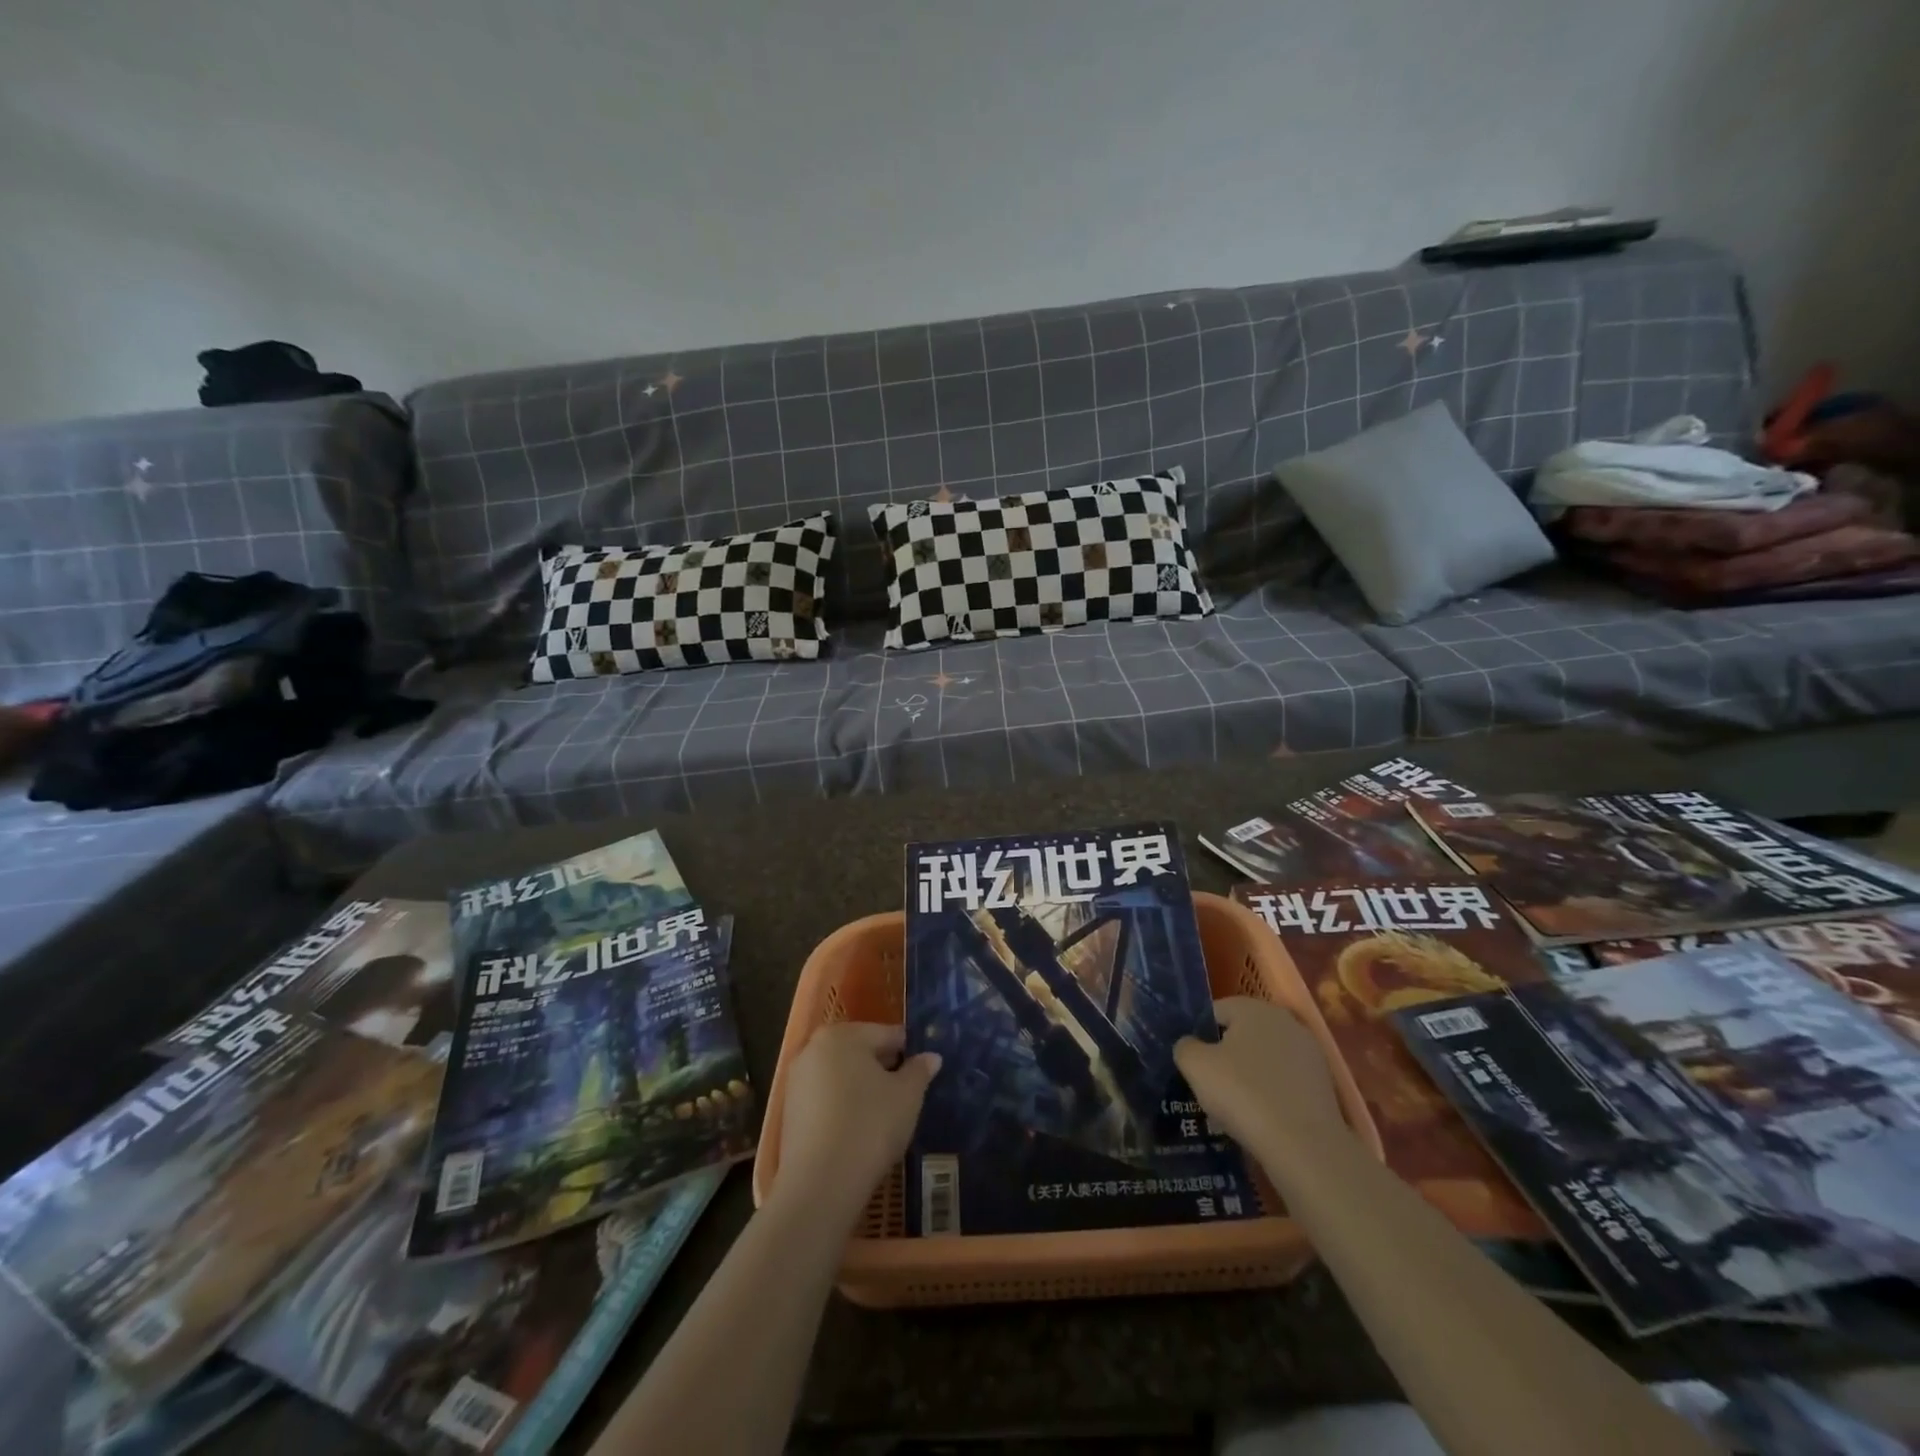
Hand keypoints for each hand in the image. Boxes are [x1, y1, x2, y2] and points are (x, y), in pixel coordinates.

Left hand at [771, 1022, 939, 1222]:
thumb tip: (931, 1057)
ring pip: (840, 1076)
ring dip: (861, 1088)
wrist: (820, 1184)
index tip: (922, 1071)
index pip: (885, 1034)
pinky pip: (825, 1099)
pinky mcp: (789, 1112)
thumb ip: (919, 1071)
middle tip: (905, 1094)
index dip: (908, 1052)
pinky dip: (842, 1107)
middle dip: (883, 1068)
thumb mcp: (907, 1096)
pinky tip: (858, 1129)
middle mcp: (813, 1048)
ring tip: (884, 1114)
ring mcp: (796, 1081)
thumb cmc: (870, 1126)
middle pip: (859, 1051)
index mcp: (842, 1035)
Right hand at [1174, 996, 1350, 1181]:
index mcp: (1254, 1008)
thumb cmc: (1243, 1094)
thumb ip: (1185, 1046)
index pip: (1216, 1011)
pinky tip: (1263, 1117)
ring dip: (1250, 1074)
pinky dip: (1272, 1093)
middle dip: (1227, 1053)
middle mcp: (1285, 1021)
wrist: (1305, 1147)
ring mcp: (1309, 1052)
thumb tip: (1190, 1045)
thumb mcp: (1196, 1066)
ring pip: (1266, 1058)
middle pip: (1244, 1033)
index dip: (1200, 1035)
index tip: (1194, 1063)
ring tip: (1236, 1105)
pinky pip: (1286, 1081)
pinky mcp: (1324, 1083)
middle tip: (1211, 1084)